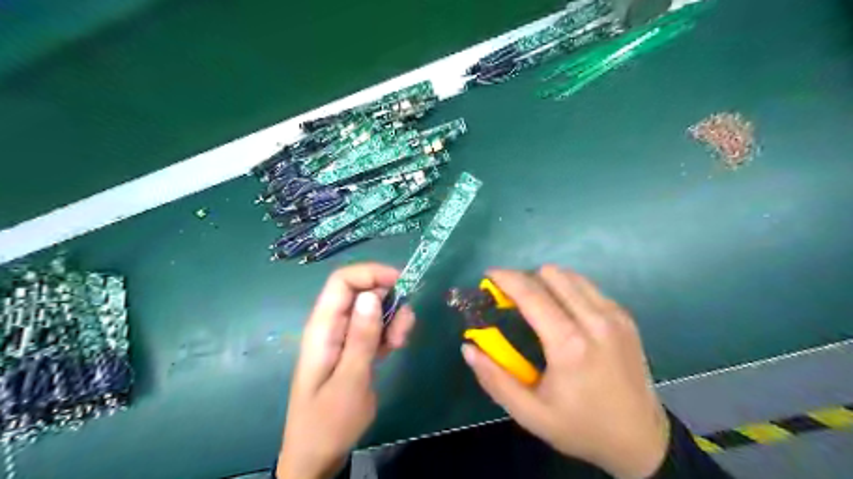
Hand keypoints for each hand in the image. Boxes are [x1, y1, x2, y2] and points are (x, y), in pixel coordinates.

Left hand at [277, 265, 416, 477]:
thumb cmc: (329, 422)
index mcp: (323, 328)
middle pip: (361, 292)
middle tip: (404, 328)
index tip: (401, 284)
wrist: (318, 455)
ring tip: (400, 343)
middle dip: (388, 299)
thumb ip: (361, 337)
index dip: (371, 274)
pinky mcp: (355, 348)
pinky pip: (375, 327)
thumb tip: (371, 295)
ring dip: (392, 317)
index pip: (342, 281)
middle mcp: (332, 326)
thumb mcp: (350, 381)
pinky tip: (395, 347)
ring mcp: (344, 337)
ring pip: (372, 309)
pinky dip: (390, 330)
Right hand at [465, 265, 668, 478]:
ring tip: (536, 304)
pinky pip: (588, 287)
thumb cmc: (581, 427)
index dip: (506, 278)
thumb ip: (495, 380)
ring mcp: (614, 315)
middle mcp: (594, 321)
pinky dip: (568, 290)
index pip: (531, 293)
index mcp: (569, 345)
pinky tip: (563, 312)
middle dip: (525, 279)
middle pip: (551, 274)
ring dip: (547, 282)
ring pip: (571, 275)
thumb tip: (468, 348)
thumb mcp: (530, 415)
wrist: (642, 440)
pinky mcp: (625, 316)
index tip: (489, 275)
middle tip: (512, 299)